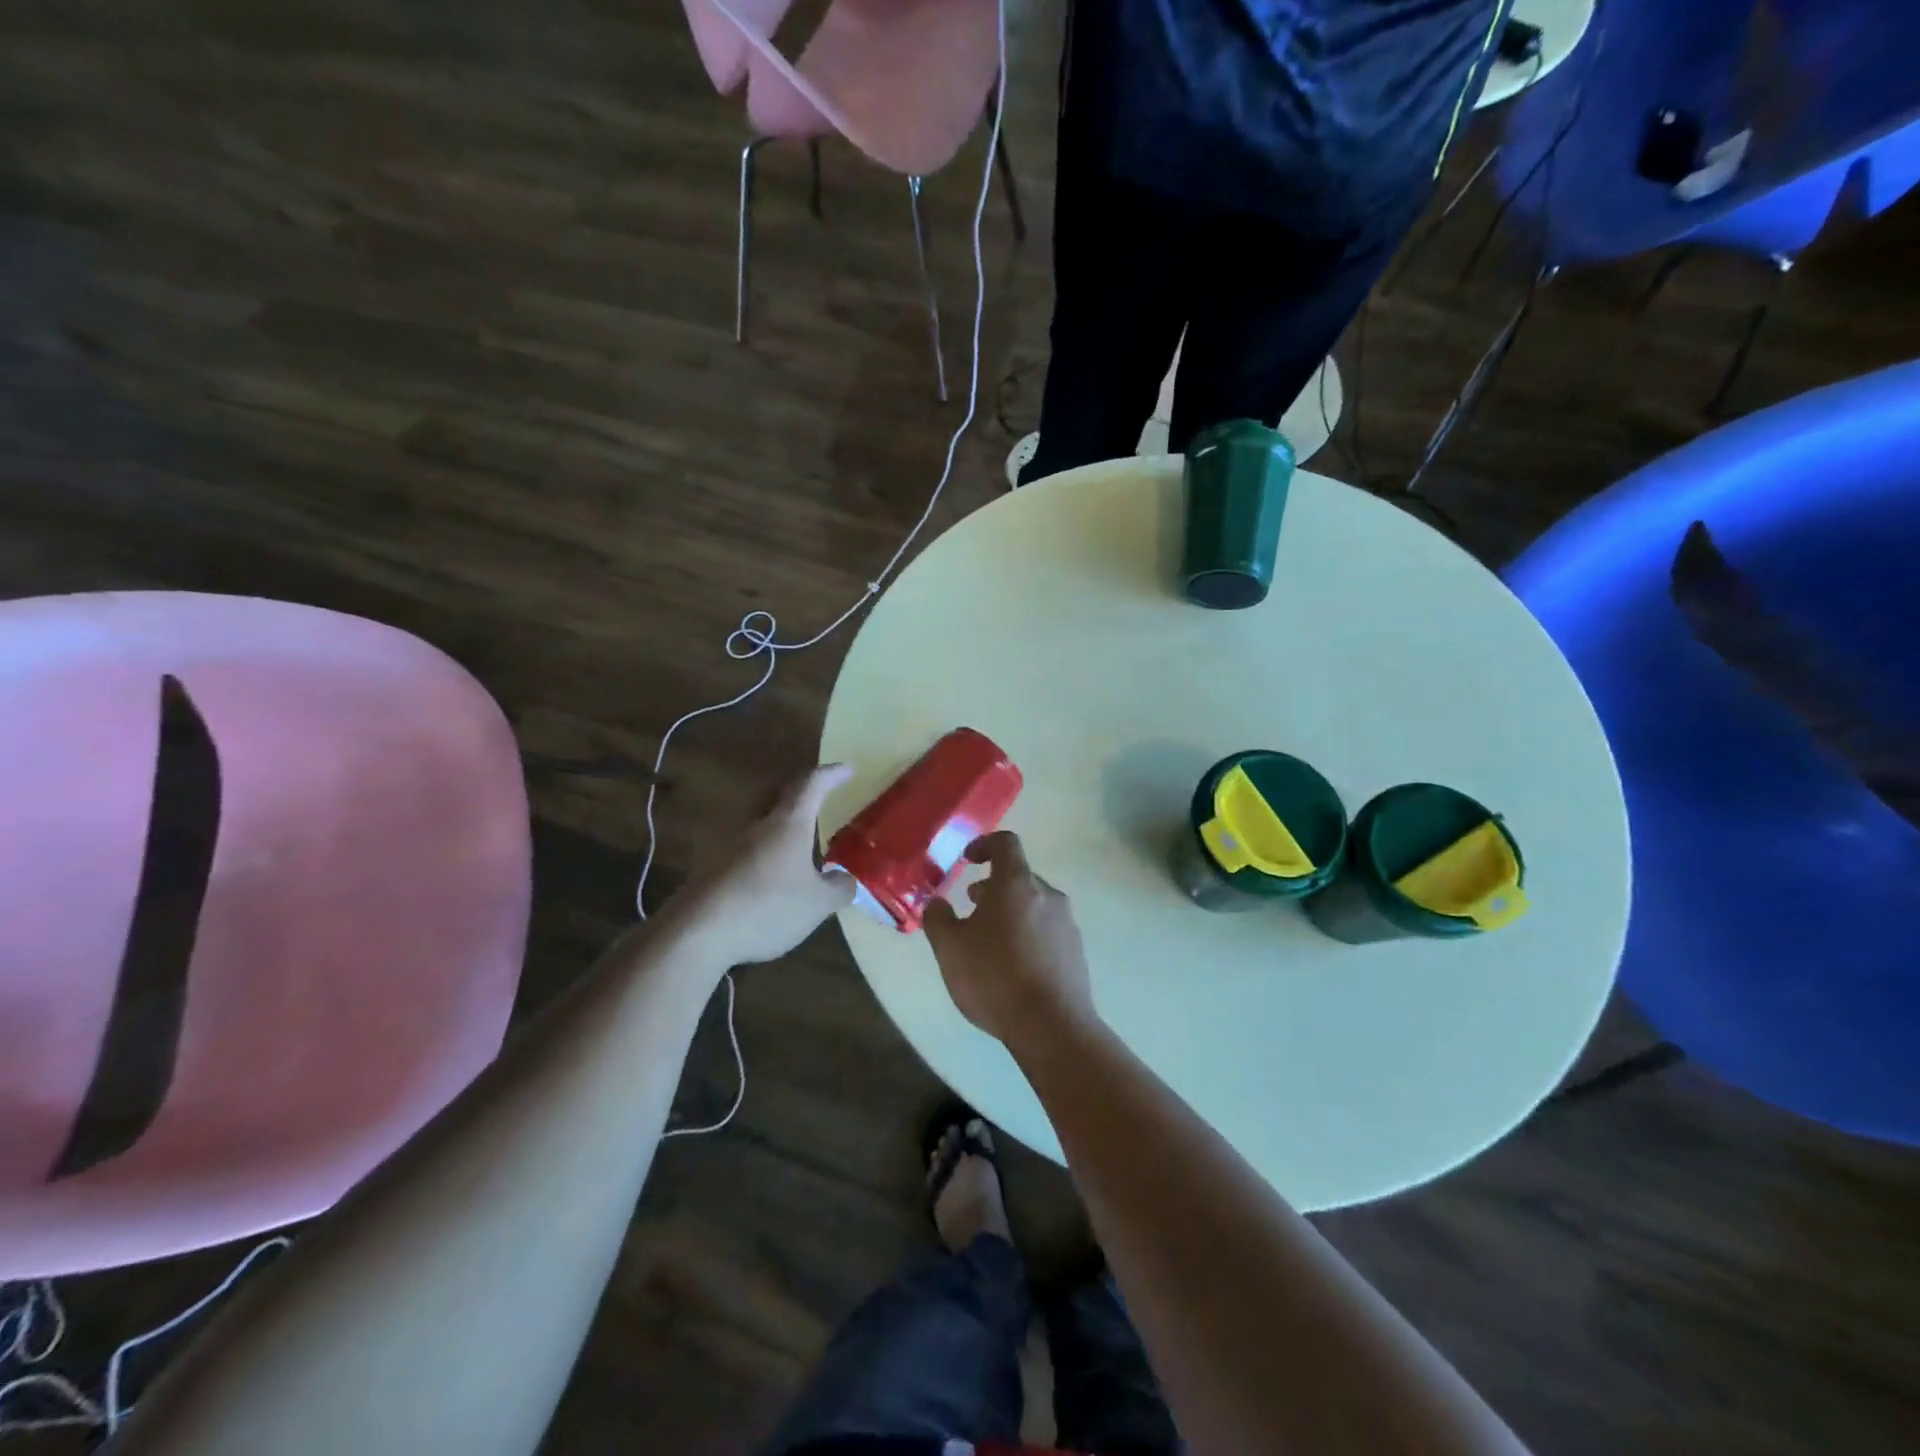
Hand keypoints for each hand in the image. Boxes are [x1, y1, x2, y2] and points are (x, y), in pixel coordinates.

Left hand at [669, 763, 856, 966]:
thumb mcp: (817, 904)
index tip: (846, 769)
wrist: (697, 933)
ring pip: (758, 822)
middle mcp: (756, 824)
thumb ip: (838, 888)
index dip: (830, 775)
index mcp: (787, 823)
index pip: (811, 785)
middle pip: (778, 796)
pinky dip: (760, 854)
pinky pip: (742, 849)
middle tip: (816, 799)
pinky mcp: (709, 868)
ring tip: (795, 842)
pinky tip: (768, 875)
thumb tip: (845, 878)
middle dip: (799, 794)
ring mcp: (727, 844)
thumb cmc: (767, 907)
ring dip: (777, 825)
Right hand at [923, 831, 1094, 1048]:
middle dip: (993, 886)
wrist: (1052, 1026)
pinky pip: (1047, 930)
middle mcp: (1048, 895)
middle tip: (970, 906)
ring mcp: (1067, 924)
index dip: (984, 845)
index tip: (968, 861)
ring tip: (988, 940)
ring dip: (1010, 912)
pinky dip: (1027, 934)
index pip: (1005, 843)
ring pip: (1034, 905)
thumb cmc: (995, 977)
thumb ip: (938, 919)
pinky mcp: (1076, 952)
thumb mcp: (950, 948)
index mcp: (1017, 884)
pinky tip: (1012, 966)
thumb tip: (937, 903)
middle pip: (1020, 877)